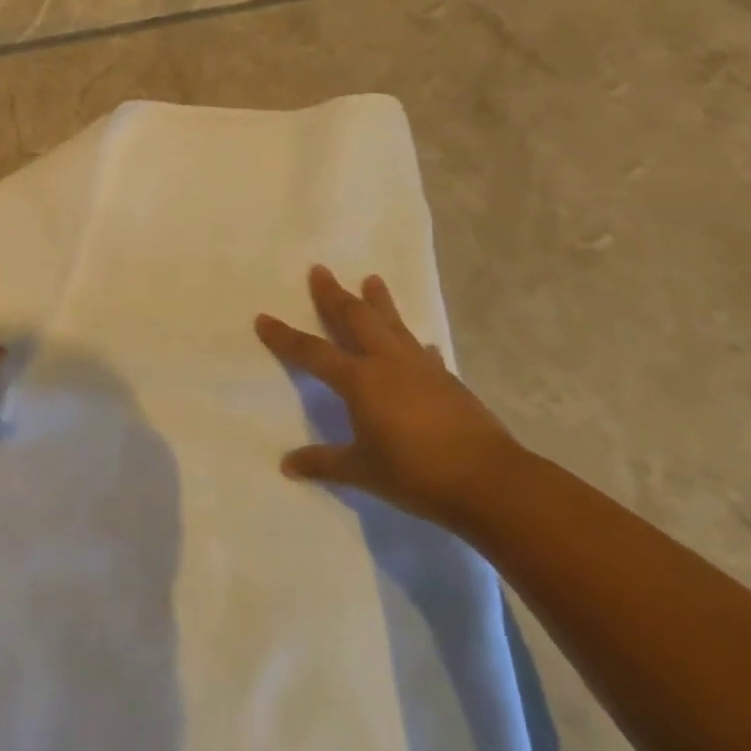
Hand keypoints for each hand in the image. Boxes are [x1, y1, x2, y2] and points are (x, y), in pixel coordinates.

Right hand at [255, 266, 521, 528]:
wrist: (488, 480)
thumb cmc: (415, 474)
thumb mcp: (362, 471)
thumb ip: (324, 463)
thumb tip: (287, 465)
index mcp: (360, 381)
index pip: (313, 352)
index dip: (285, 337)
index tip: (263, 318)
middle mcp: (387, 363)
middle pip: (355, 319)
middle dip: (334, 295)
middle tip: (320, 270)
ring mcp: (421, 368)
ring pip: (393, 325)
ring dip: (380, 302)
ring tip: (373, 279)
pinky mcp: (448, 381)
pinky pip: (424, 352)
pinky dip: (415, 343)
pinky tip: (420, 343)